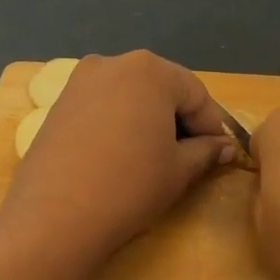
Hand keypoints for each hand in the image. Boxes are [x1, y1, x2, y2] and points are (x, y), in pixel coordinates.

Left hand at [1, 52, 236, 266]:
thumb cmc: (129, 186)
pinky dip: (118, 125)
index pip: (196, 94)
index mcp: (149, 69)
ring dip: (147, 121)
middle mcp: (112, 63)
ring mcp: (79, 82)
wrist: (55, 216)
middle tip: (189, 157)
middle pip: (160, 89)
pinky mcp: (57, 105)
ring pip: (129, 97)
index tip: (220, 154)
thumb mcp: (178, 170)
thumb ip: (205, 151)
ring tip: (154, 159)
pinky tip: (120, 157)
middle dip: (178, 120)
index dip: (212, 126)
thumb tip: (224, 146)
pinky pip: (101, 108)